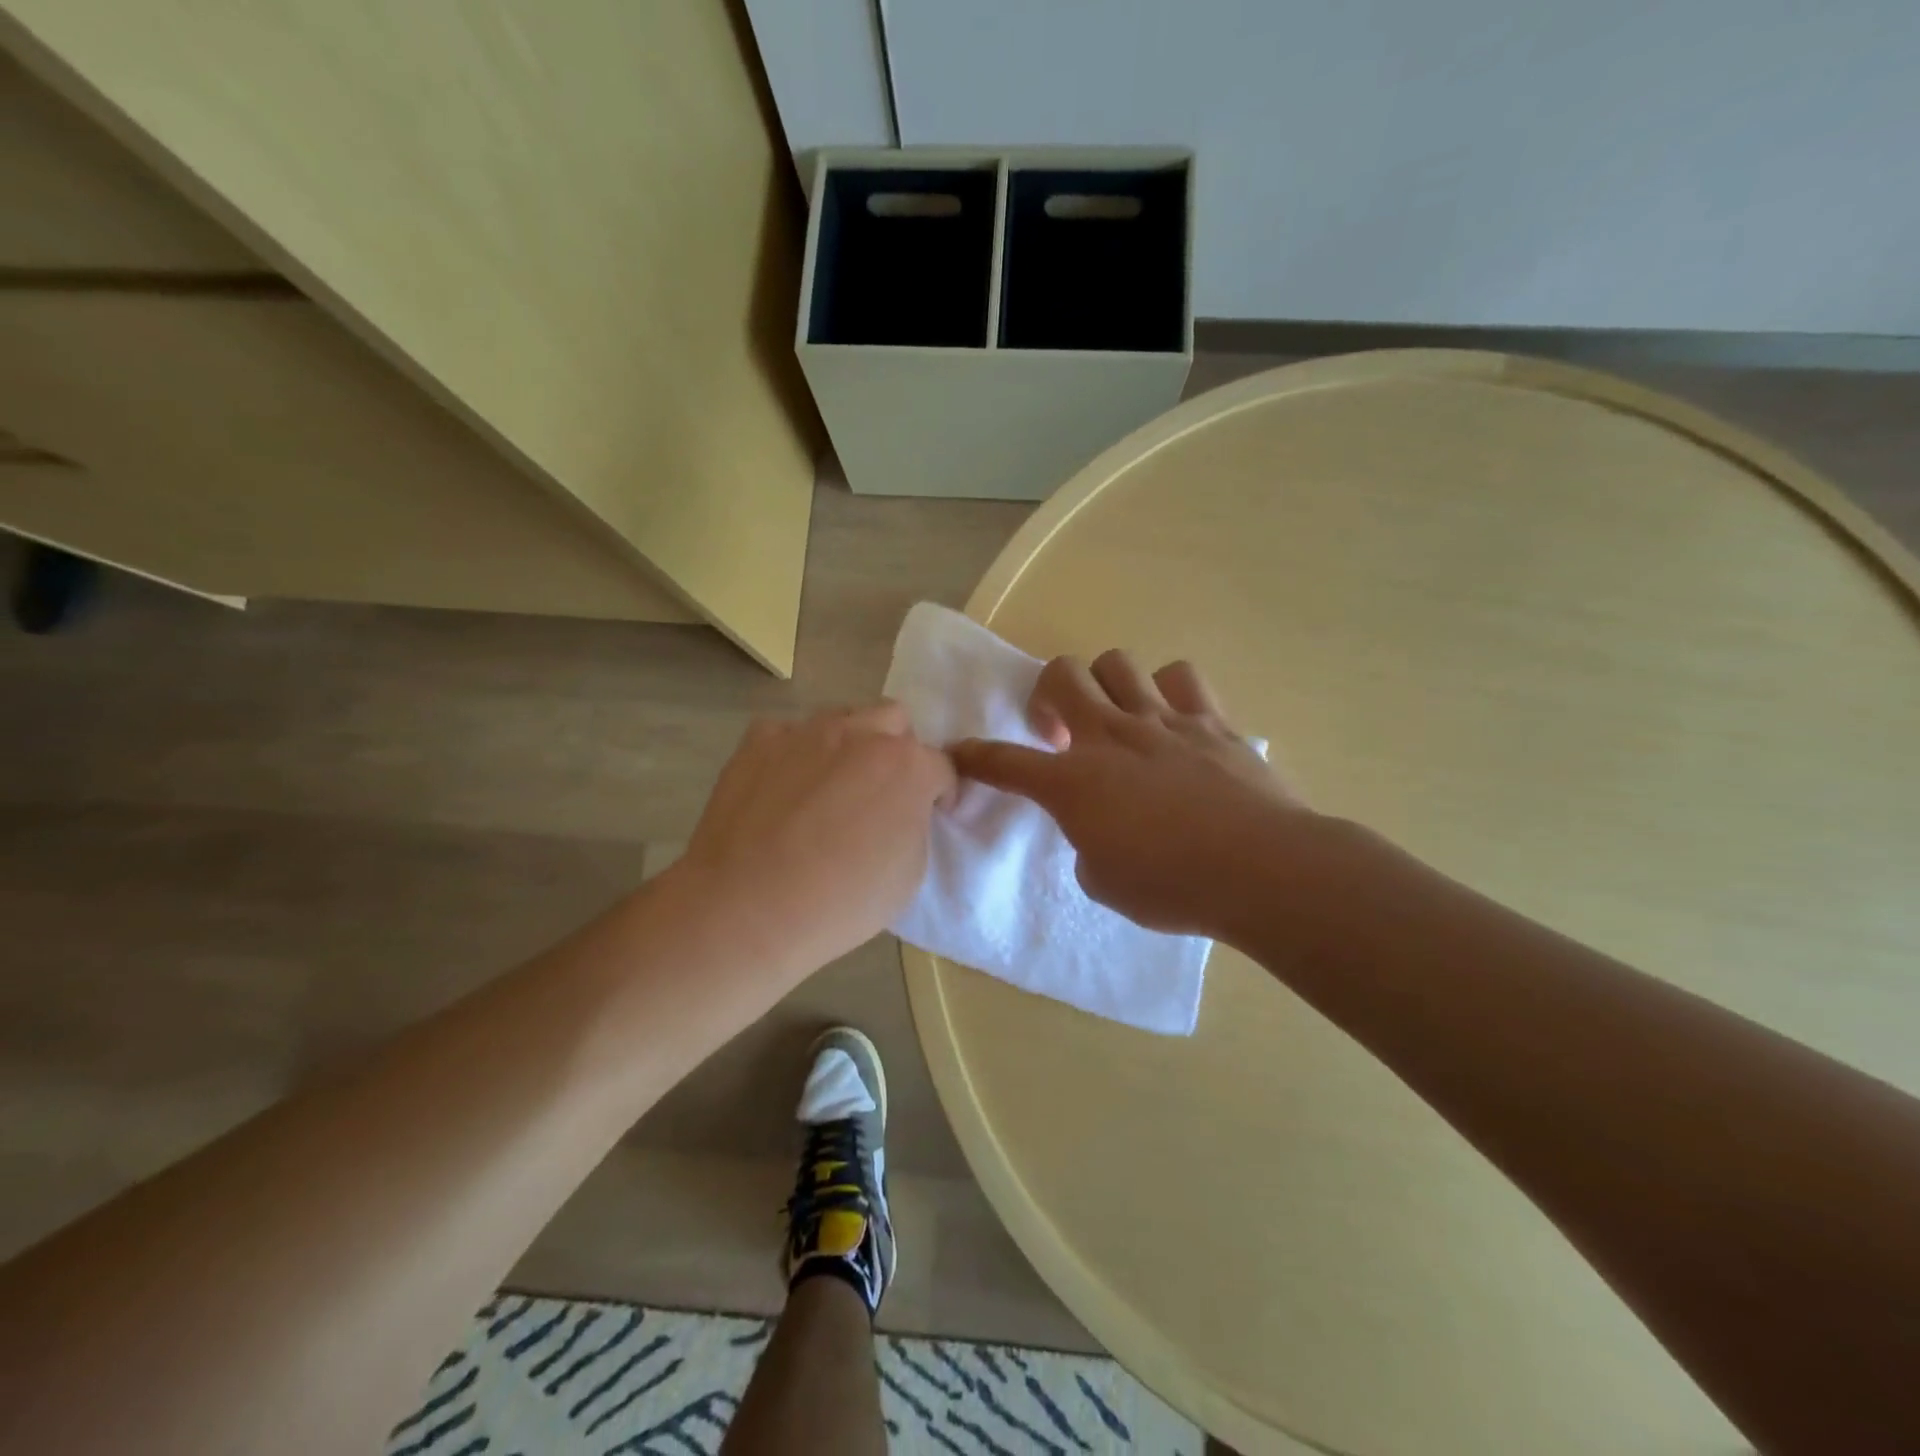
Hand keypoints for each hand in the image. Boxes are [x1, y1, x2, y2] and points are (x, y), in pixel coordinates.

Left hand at [669, 701, 955, 983]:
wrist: (746, 910)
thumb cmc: (840, 902)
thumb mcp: (909, 875)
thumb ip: (914, 825)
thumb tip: (901, 811)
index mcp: (908, 766)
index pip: (942, 766)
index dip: (941, 792)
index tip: (931, 813)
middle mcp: (861, 734)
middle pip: (894, 720)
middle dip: (898, 750)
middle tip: (882, 792)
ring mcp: (806, 732)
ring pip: (843, 718)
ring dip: (849, 745)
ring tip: (829, 788)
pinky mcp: (759, 741)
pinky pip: (789, 734)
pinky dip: (796, 754)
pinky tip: (783, 790)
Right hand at [952, 652, 1310, 936]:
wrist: (1261, 869)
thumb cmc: (1172, 886)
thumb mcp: (1104, 882)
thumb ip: (1087, 845)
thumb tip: (1098, 829)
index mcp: (1074, 782)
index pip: (1005, 762)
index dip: (974, 756)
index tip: (958, 753)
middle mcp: (1111, 737)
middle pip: (1061, 675)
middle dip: (1045, 694)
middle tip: (1057, 731)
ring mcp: (1163, 721)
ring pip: (1117, 663)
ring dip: (1104, 685)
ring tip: (1115, 717)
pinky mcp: (1210, 721)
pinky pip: (1181, 678)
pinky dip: (1167, 690)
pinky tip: (1172, 719)